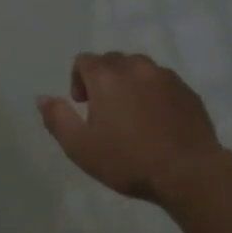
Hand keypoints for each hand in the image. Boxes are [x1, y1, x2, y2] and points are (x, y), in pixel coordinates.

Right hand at [37, 52, 231, 205]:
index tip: (82, 106)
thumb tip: (43, 98)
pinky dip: (153, 93)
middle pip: (112, 60)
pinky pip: (162, 82)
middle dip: (103, 79)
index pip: (84, 60)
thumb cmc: (128, 161)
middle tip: (104, 112)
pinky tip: (156, 122)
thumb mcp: (80, 147)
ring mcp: (166, 77)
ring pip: (140, 69)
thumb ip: (58, 119)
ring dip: (129, 83)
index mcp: (107, 77)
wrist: (188, 172)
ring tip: (132, 115)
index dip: (78, 80)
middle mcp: (136, 67)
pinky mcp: (188, 91)